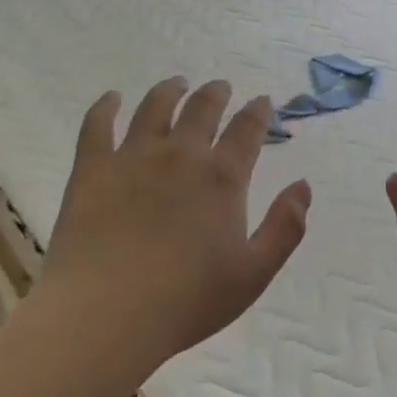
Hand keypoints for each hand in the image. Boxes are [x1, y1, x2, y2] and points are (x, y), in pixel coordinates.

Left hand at [34, 78, 310, 388]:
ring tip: (177, 84)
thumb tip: (303, 185)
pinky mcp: (93, 167)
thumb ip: (285, 227)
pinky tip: (111, 99)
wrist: (106, 313)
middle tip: (220, 87)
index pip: (247, 130)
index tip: (263, 102)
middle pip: (202, 108)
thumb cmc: (187, 300)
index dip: (258, 112)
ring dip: (170, 90)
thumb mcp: (254, 273)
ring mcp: (133, 156)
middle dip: (216, 93)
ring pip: (155, 107)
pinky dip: (105, 106)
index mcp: (222, 177)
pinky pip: (98, 124)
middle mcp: (181, 154)